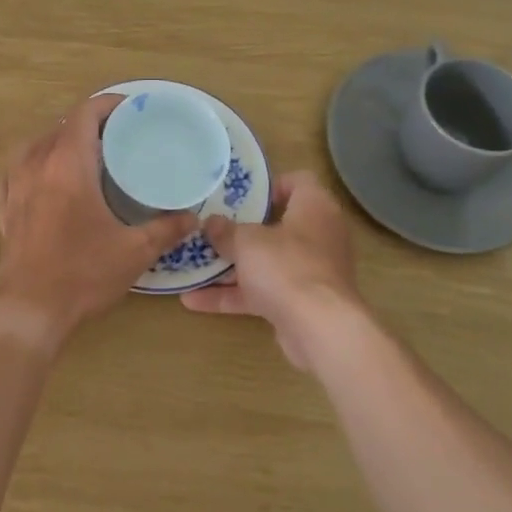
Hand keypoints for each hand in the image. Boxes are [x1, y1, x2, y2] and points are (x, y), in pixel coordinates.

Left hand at [0, 93, 197, 348]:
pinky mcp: (4, 209)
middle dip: (89, 124)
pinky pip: (15, 172)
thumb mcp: (134, 251)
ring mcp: (15, 186)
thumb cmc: (82, 273)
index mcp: (68, 163)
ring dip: (59, 142)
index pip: (85, 114)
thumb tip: (192, 218)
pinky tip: (42, 179)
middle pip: (61, 126)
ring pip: (35, 146)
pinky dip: (31, 166)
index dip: (108, 105)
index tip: (131, 111)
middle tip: (118, 138)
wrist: (28, 309)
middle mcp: (37, 165)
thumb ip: (166, 229)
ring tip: (83, 156)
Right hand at [180, 171, 365, 369]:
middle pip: (277, 224)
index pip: (298, 181)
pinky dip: (233, 295)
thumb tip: (211, 223)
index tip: (239, 195)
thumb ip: (226, 231)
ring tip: (193, 263)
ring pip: (266, 262)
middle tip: (210, 227)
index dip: (270, 185)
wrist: (319, 329)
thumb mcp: (247, 242)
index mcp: (314, 208)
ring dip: (231, 266)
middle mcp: (317, 236)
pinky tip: (193, 300)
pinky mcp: (299, 303)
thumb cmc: (286, 266)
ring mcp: (309, 272)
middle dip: (241, 230)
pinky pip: (262, 292)